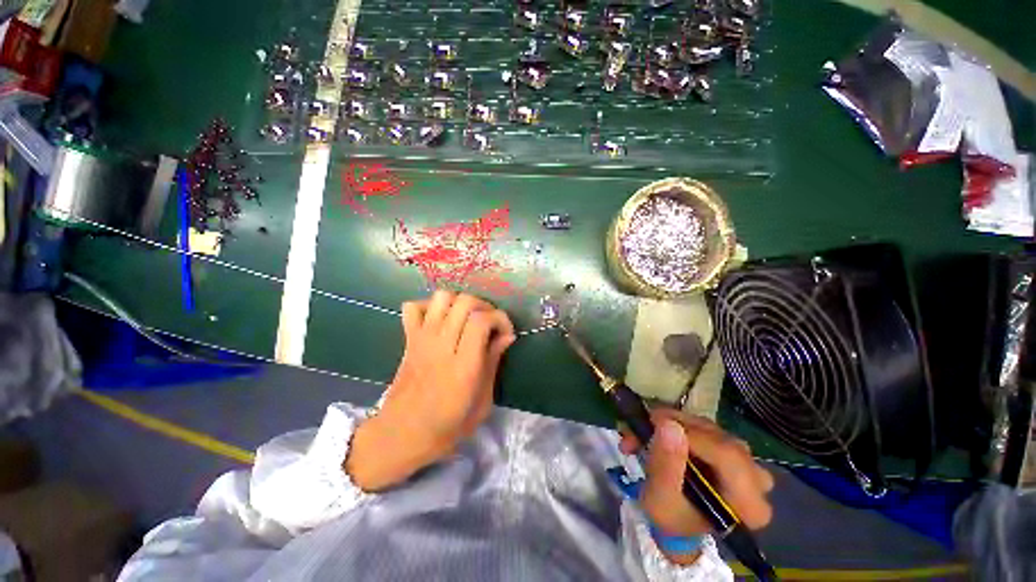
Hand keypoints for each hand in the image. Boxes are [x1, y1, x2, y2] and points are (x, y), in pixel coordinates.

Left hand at [346, 290, 515, 490]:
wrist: (401, 435)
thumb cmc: (448, 425)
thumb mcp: (483, 402)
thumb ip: (494, 363)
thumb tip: (507, 336)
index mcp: (463, 366)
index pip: (481, 320)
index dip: (499, 318)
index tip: (506, 333)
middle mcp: (442, 346)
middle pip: (464, 302)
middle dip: (485, 307)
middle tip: (490, 324)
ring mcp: (422, 339)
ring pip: (442, 298)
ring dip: (460, 302)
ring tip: (467, 319)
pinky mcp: (408, 339)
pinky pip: (413, 307)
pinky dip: (429, 307)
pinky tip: (440, 321)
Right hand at [619, 410, 773, 564]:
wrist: (677, 518)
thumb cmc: (671, 516)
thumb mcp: (659, 499)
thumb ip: (665, 465)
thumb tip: (669, 425)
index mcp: (748, 504)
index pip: (727, 456)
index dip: (690, 435)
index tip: (655, 424)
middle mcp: (757, 480)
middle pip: (718, 438)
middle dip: (676, 426)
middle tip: (645, 425)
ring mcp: (747, 460)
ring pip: (709, 427)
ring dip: (673, 423)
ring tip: (645, 429)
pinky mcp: (732, 447)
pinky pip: (706, 425)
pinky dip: (678, 423)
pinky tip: (659, 429)